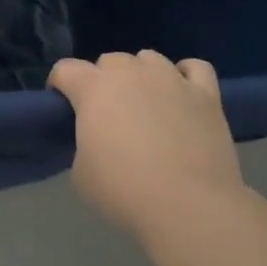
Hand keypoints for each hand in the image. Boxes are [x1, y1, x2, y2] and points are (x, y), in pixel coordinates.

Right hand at [49, 51, 247, 240]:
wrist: (188, 207)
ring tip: (145, 103)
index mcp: (94, 89)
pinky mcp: (206, 94)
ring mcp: (172, 79)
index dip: (59, 85)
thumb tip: (97, 137)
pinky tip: (182, 94)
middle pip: (109, 60)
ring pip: (149, 58)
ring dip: (140, 74)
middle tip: (107, 114)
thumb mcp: (81, 172)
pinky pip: (195, 68)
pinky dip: (185, 76)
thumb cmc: (124, 191)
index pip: (65, 69)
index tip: (63, 107)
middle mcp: (132, 73)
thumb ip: (83, 142)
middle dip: (102, 81)